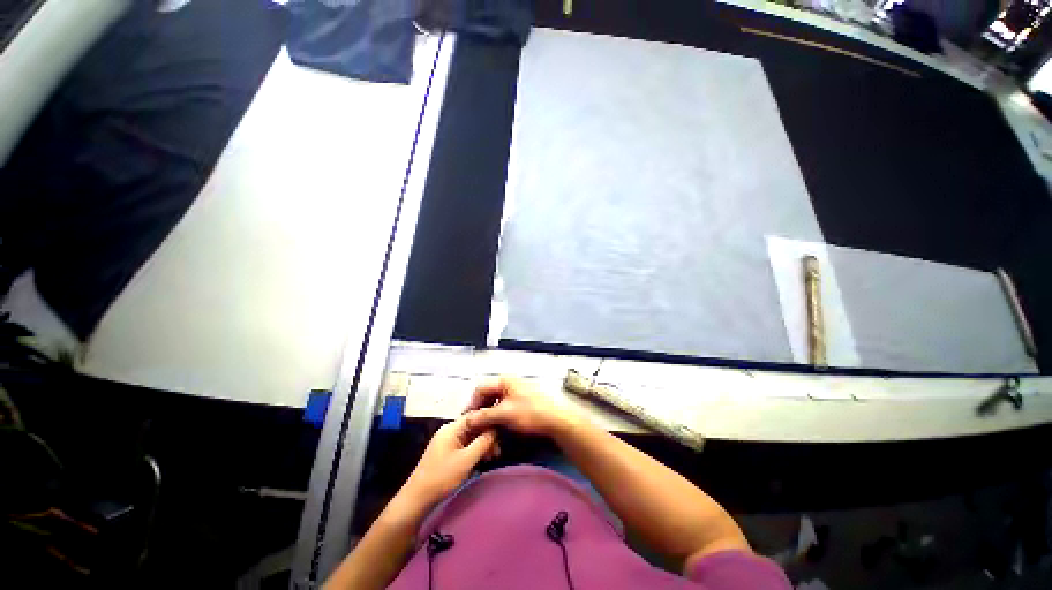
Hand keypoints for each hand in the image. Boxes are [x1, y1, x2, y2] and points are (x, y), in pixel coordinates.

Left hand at [401, 414, 497, 506]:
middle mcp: (450, 430)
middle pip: (474, 426)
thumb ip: (482, 442)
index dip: (489, 422)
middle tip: (497, 451)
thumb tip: (495, 429)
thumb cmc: (442, 478)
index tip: (502, 433)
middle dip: (487, 436)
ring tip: (492, 457)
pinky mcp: (448, 451)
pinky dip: (475, 450)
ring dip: (483, 444)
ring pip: (471, 436)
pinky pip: (466, 445)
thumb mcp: (466, 460)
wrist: (417, 500)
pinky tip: (483, 459)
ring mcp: (448, 441)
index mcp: (452, 428)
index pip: (475, 416)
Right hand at [464, 377, 578, 436]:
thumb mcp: (504, 414)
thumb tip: (468, 420)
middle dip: (481, 411)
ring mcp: (518, 391)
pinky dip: (500, 416)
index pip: (480, 389)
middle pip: (488, 395)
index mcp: (504, 380)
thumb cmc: (531, 412)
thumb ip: (484, 415)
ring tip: (488, 429)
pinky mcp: (524, 401)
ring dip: (490, 415)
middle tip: (476, 426)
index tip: (467, 420)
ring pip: (497, 402)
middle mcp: (510, 383)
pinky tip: (500, 427)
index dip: (472, 404)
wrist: (556, 419)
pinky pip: (506, 406)